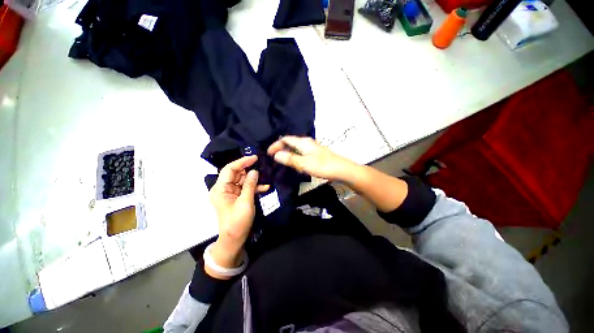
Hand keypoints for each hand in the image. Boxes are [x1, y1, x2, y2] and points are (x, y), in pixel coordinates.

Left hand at [208, 156, 268, 272]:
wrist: (234, 239)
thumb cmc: (238, 221)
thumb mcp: (245, 202)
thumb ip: (250, 185)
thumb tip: (255, 171)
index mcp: (220, 189)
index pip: (230, 169)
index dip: (242, 162)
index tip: (255, 158)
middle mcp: (223, 189)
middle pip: (236, 174)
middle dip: (249, 170)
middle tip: (262, 167)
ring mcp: (230, 193)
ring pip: (242, 180)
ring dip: (253, 179)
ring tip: (265, 178)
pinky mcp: (236, 197)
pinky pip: (245, 188)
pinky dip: (254, 187)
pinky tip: (264, 187)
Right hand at [267, 136, 357, 181]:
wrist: (342, 170)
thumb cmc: (323, 166)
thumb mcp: (304, 163)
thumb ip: (290, 159)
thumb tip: (276, 155)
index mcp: (303, 142)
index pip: (286, 139)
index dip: (276, 144)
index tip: (268, 153)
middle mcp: (307, 143)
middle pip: (290, 143)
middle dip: (281, 149)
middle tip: (273, 158)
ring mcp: (312, 149)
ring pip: (296, 149)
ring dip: (288, 154)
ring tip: (281, 162)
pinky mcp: (316, 155)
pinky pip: (301, 154)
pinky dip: (295, 157)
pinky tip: (295, 165)